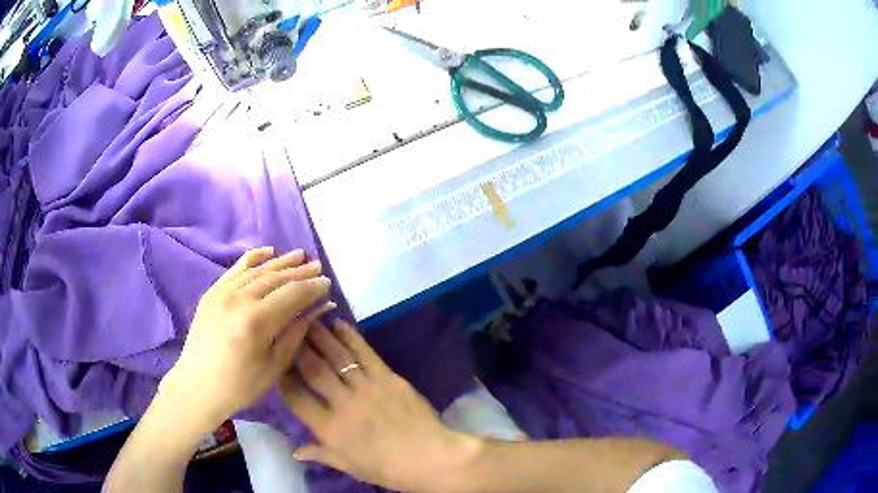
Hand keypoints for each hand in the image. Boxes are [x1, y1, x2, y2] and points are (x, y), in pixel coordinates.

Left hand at [161, 247, 333, 435]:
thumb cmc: (240, 385)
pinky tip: (268, 251)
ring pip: (257, 270)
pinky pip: (236, 269)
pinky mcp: (212, 292)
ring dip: (281, 262)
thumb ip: (296, 332)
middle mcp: (239, 299)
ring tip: (300, 255)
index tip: (328, 283)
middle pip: (276, 278)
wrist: (198, 386)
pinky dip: (253, 258)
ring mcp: (222, 292)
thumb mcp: (274, 365)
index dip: (312, 287)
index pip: (292, 295)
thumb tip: (320, 308)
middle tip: (318, 266)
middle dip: (300, 272)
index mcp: (256, 321)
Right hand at [280, 321, 479, 491]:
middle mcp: (343, 403)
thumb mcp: (349, 466)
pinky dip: (350, 337)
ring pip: (336, 356)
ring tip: (306, 319)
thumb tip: (294, 452)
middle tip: (287, 329)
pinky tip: (338, 324)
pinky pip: (365, 353)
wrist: (430, 458)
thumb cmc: (386, 468)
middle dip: (297, 347)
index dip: (282, 378)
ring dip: (319, 335)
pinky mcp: (388, 377)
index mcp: (329, 428)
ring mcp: (366, 387)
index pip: (296, 397)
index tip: (275, 364)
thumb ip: (320, 454)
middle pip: (312, 369)